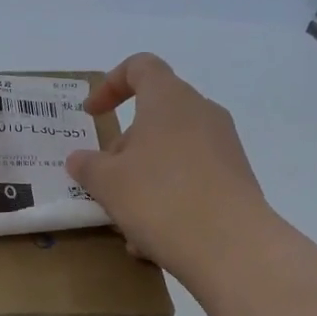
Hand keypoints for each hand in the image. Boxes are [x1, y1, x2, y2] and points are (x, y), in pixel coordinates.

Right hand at [65, 53, 272, 278]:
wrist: (233, 248)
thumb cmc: (160, 198)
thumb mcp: (107, 183)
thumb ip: (87, 165)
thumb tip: (80, 159)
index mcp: (169, 99)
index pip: (140, 67)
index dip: (110, 85)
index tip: (92, 115)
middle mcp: (202, 113)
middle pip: (154, 116)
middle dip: (124, 147)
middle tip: (104, 180)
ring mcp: (224, 147)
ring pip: (171, 152)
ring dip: (143, 177)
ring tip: (125, 219)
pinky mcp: (236, 180)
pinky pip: (192, 178)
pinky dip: (168, 198)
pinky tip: (153, 239)